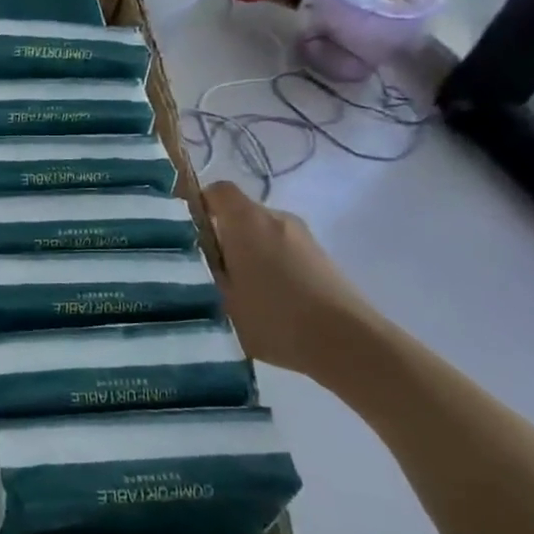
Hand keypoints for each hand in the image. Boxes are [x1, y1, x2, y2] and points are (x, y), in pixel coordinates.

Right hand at [201, 180, 382, 380]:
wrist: (348, 343)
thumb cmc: (274, 317)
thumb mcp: (221, 298)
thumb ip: (202, 271)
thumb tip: (189, 258)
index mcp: (247, 221)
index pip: (217, 191)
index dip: (198, 204)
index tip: (185, 232)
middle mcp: (276, 218)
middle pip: (239, 213)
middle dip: (220, 235)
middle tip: (204, 269)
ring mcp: (303, 237)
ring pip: (261, 234)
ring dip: (245, 253)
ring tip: (235, 290)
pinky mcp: (321, 258)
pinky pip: (282, 250)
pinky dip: (268, 265)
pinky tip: (265, 300)